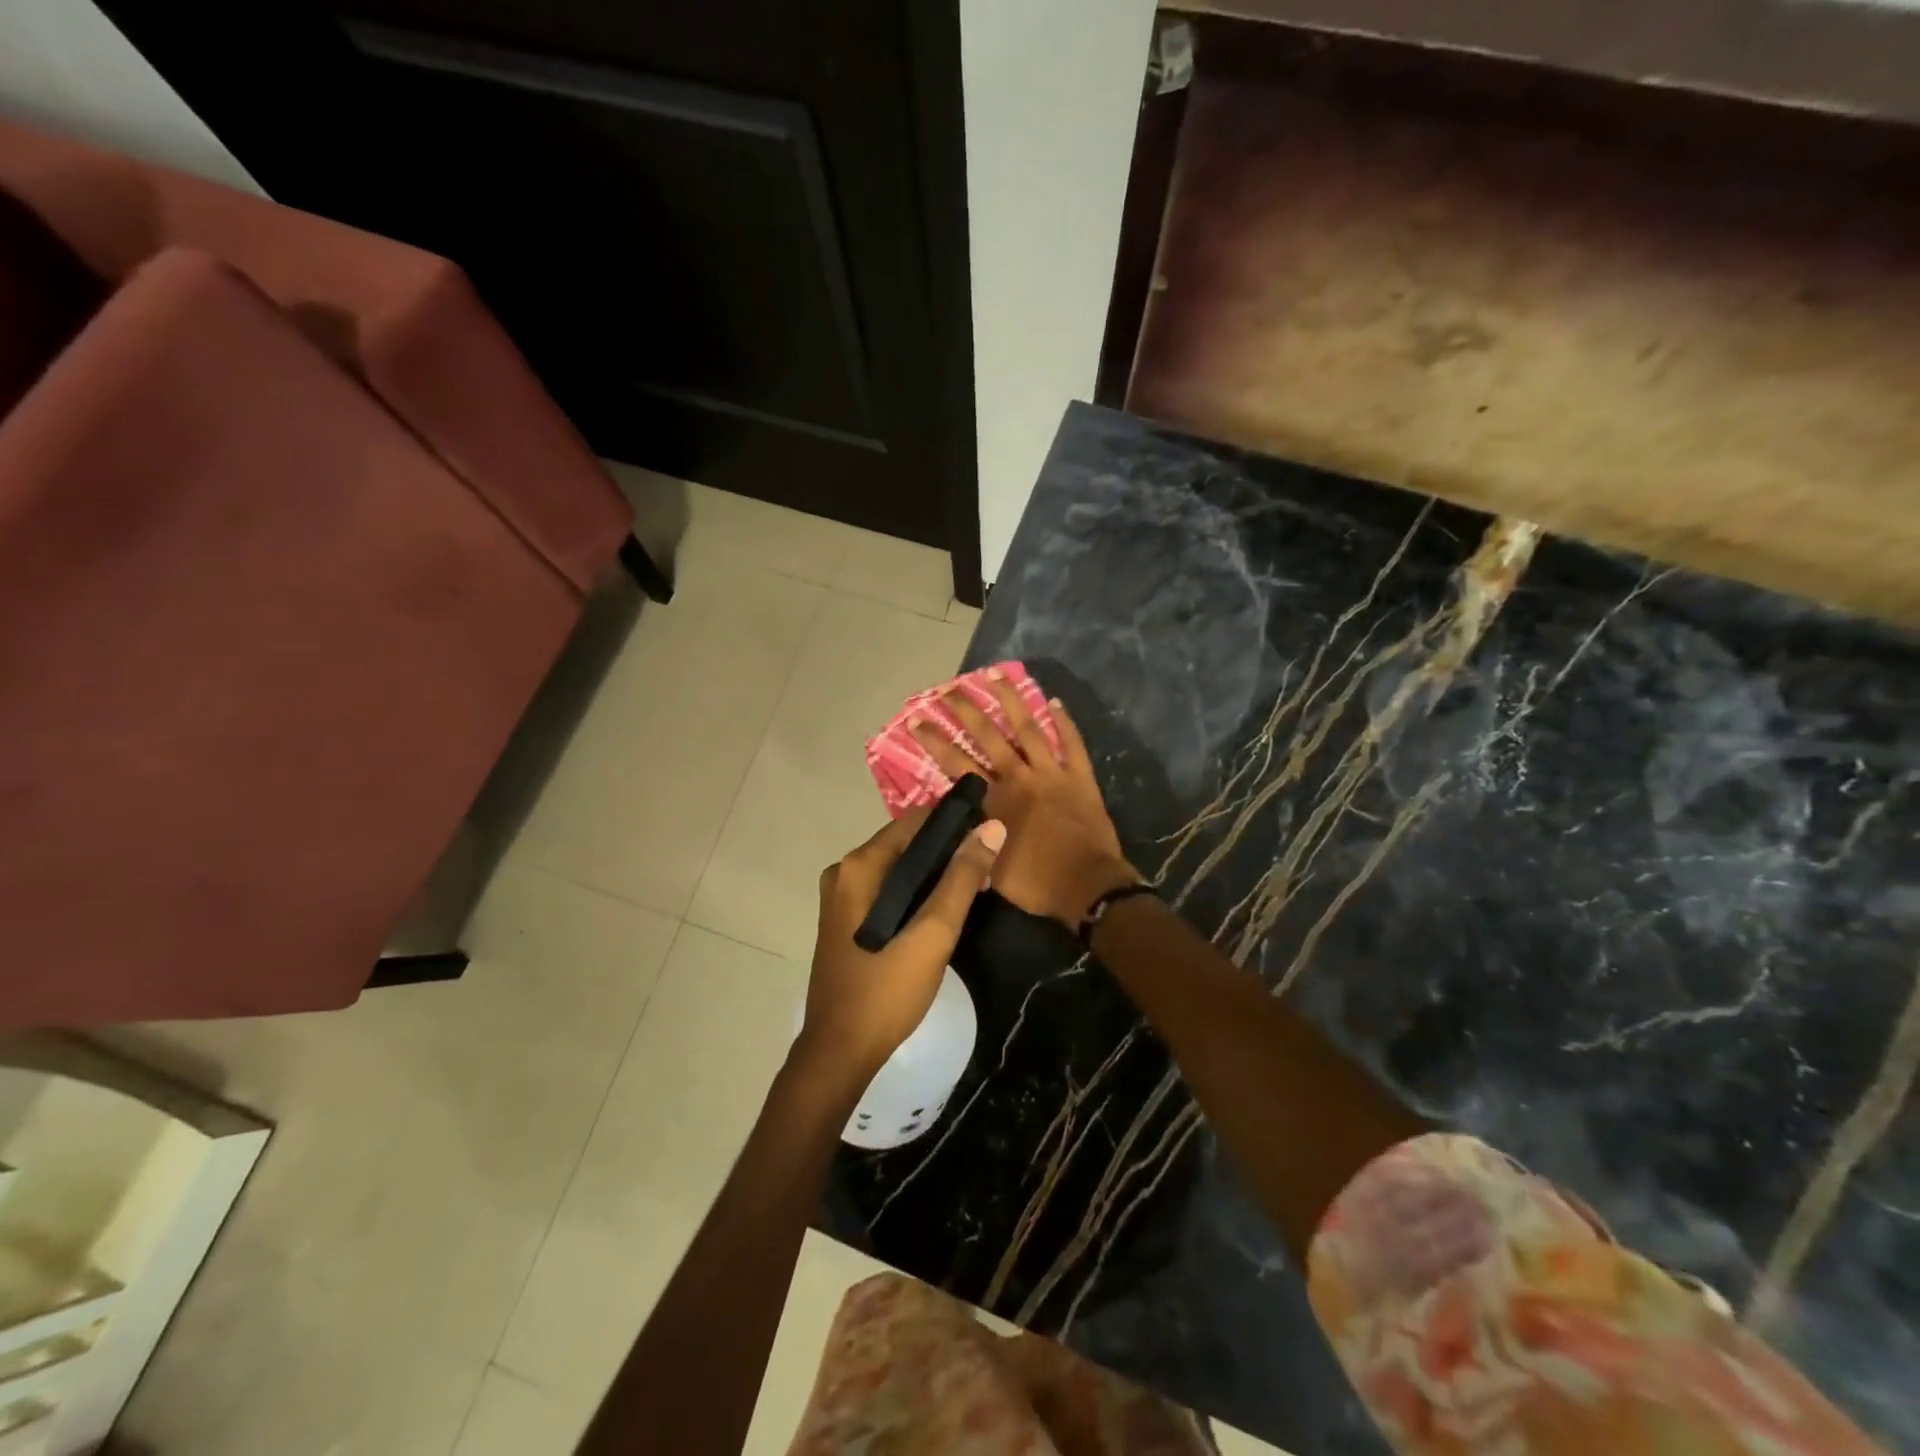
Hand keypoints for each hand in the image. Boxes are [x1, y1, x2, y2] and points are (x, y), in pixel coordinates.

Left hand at [798, 809, 1005, 1081]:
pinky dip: (917, 892)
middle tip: (989, 864)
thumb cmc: (886, 991)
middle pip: (905, 844)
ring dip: (936, 872)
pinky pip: (888, 891)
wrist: (839, 1053)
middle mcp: (844, 872)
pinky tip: (945, 907)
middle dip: (948, 850)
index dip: (954, 822)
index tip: (991, 830)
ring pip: (899, 869)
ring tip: (978, 884)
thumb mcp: (933, 933)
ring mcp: (842, 898)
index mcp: (859, 867)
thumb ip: (962, 879)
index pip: (914, 822)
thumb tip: (992, 827)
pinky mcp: (846, 921)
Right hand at [910, 672, 1140, 928]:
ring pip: (1028, 728)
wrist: (1088, 888)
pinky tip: (1054, 701)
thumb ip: (971, 841)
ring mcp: (1052, 774)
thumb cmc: (1037, 884)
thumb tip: (954, 826)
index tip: (917, 721)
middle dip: (965, 711)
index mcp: (995, 801)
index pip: (957, 764)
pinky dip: (1064, 722)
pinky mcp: (1080, 778)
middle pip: (988, 737)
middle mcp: (1020, 778)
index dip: (935, 741)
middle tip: (948, 690)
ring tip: (994, 674)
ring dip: (1011, 700)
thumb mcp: (990, 869)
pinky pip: (1072, 744)